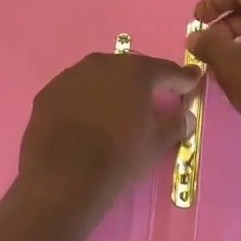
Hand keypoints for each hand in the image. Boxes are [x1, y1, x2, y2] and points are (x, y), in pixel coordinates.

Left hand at [18, 51, 200, 204]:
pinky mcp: (47, 93)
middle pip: (129, 68)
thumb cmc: (119, 157)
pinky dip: (83, 100)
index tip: (192, 81)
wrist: (64, 177)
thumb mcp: (156, 144)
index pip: (165, 70)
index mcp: (135, 72)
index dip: (182, 78)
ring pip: (98, 76)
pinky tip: (86, 118)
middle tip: (154, 94)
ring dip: (110, 87)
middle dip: (144, 80)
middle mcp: (102, 64)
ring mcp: (70, 76)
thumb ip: (175, 125)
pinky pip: (73, 92)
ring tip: (116, 107)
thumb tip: (186, 117)